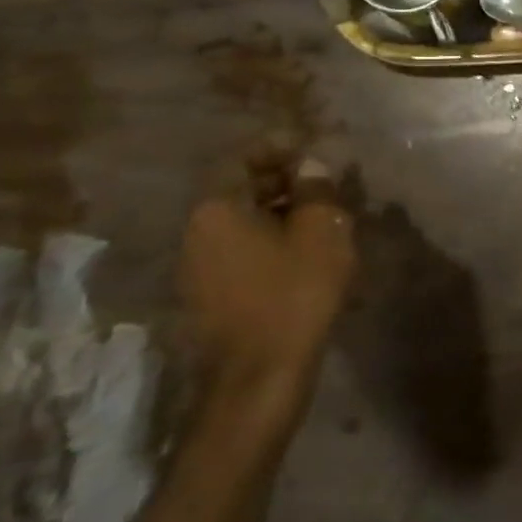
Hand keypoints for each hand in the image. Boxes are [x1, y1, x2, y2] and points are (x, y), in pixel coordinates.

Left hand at [180, 159, 356, 412]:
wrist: (261, 374)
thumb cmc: (295, 293)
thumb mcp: (320, 232)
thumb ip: (316, 191)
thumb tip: (311, 165)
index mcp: (216, 209)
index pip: (242, 158)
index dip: (280, 147)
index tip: (314, 147)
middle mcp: (196, 231)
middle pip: (240, 189)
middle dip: (283, 180)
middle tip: (326, 182)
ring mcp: (197, 266)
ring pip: (242, 221)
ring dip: (280, 211)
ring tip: (323, 216)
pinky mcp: (209, 294)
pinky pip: (241, 249)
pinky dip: (271, 239)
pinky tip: (305, 250)